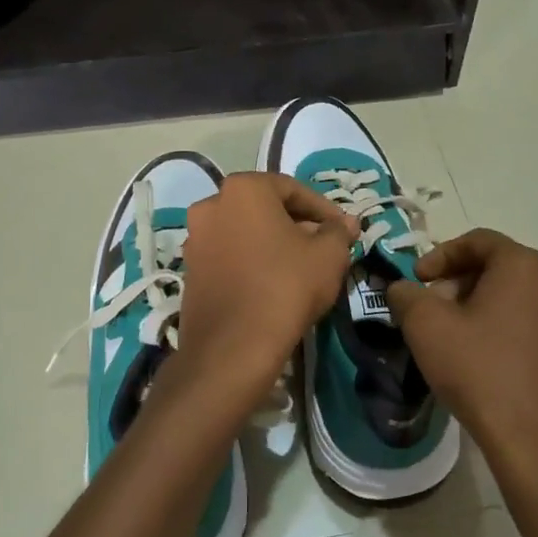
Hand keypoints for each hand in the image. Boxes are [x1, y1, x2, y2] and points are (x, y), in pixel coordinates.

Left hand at [175, 172, 356, 396]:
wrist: (233, 347)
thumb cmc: (286, 286)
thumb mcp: (328, 255)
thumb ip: (339, 232)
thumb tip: (347, 223)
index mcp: (243, 189)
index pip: (293, 189)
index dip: (324, 209)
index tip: (343, 230)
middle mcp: (211, 204)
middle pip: (265, 209)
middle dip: (298, 225)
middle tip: (325, 247)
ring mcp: (195, 238)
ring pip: (246, 232)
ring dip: (274, 243)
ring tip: (302, 267)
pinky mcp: (189, 270)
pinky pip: (229, 255)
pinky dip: (252, 261)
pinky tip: (274, 283)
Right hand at [386, 229, 537, 470]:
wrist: (536, 442)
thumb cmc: (479, 371)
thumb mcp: (426, 326)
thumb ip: (407, 295)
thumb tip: (403, 288)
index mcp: (524, 265)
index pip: (478, 240)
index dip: (440, 255)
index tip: (417, 280)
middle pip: (499, 266)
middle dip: (460, 281)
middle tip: (432, 308)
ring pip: (518, 294)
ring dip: (482, 303)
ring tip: (455, 334)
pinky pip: (534, 321)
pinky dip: (506, 325)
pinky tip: (485, 356)